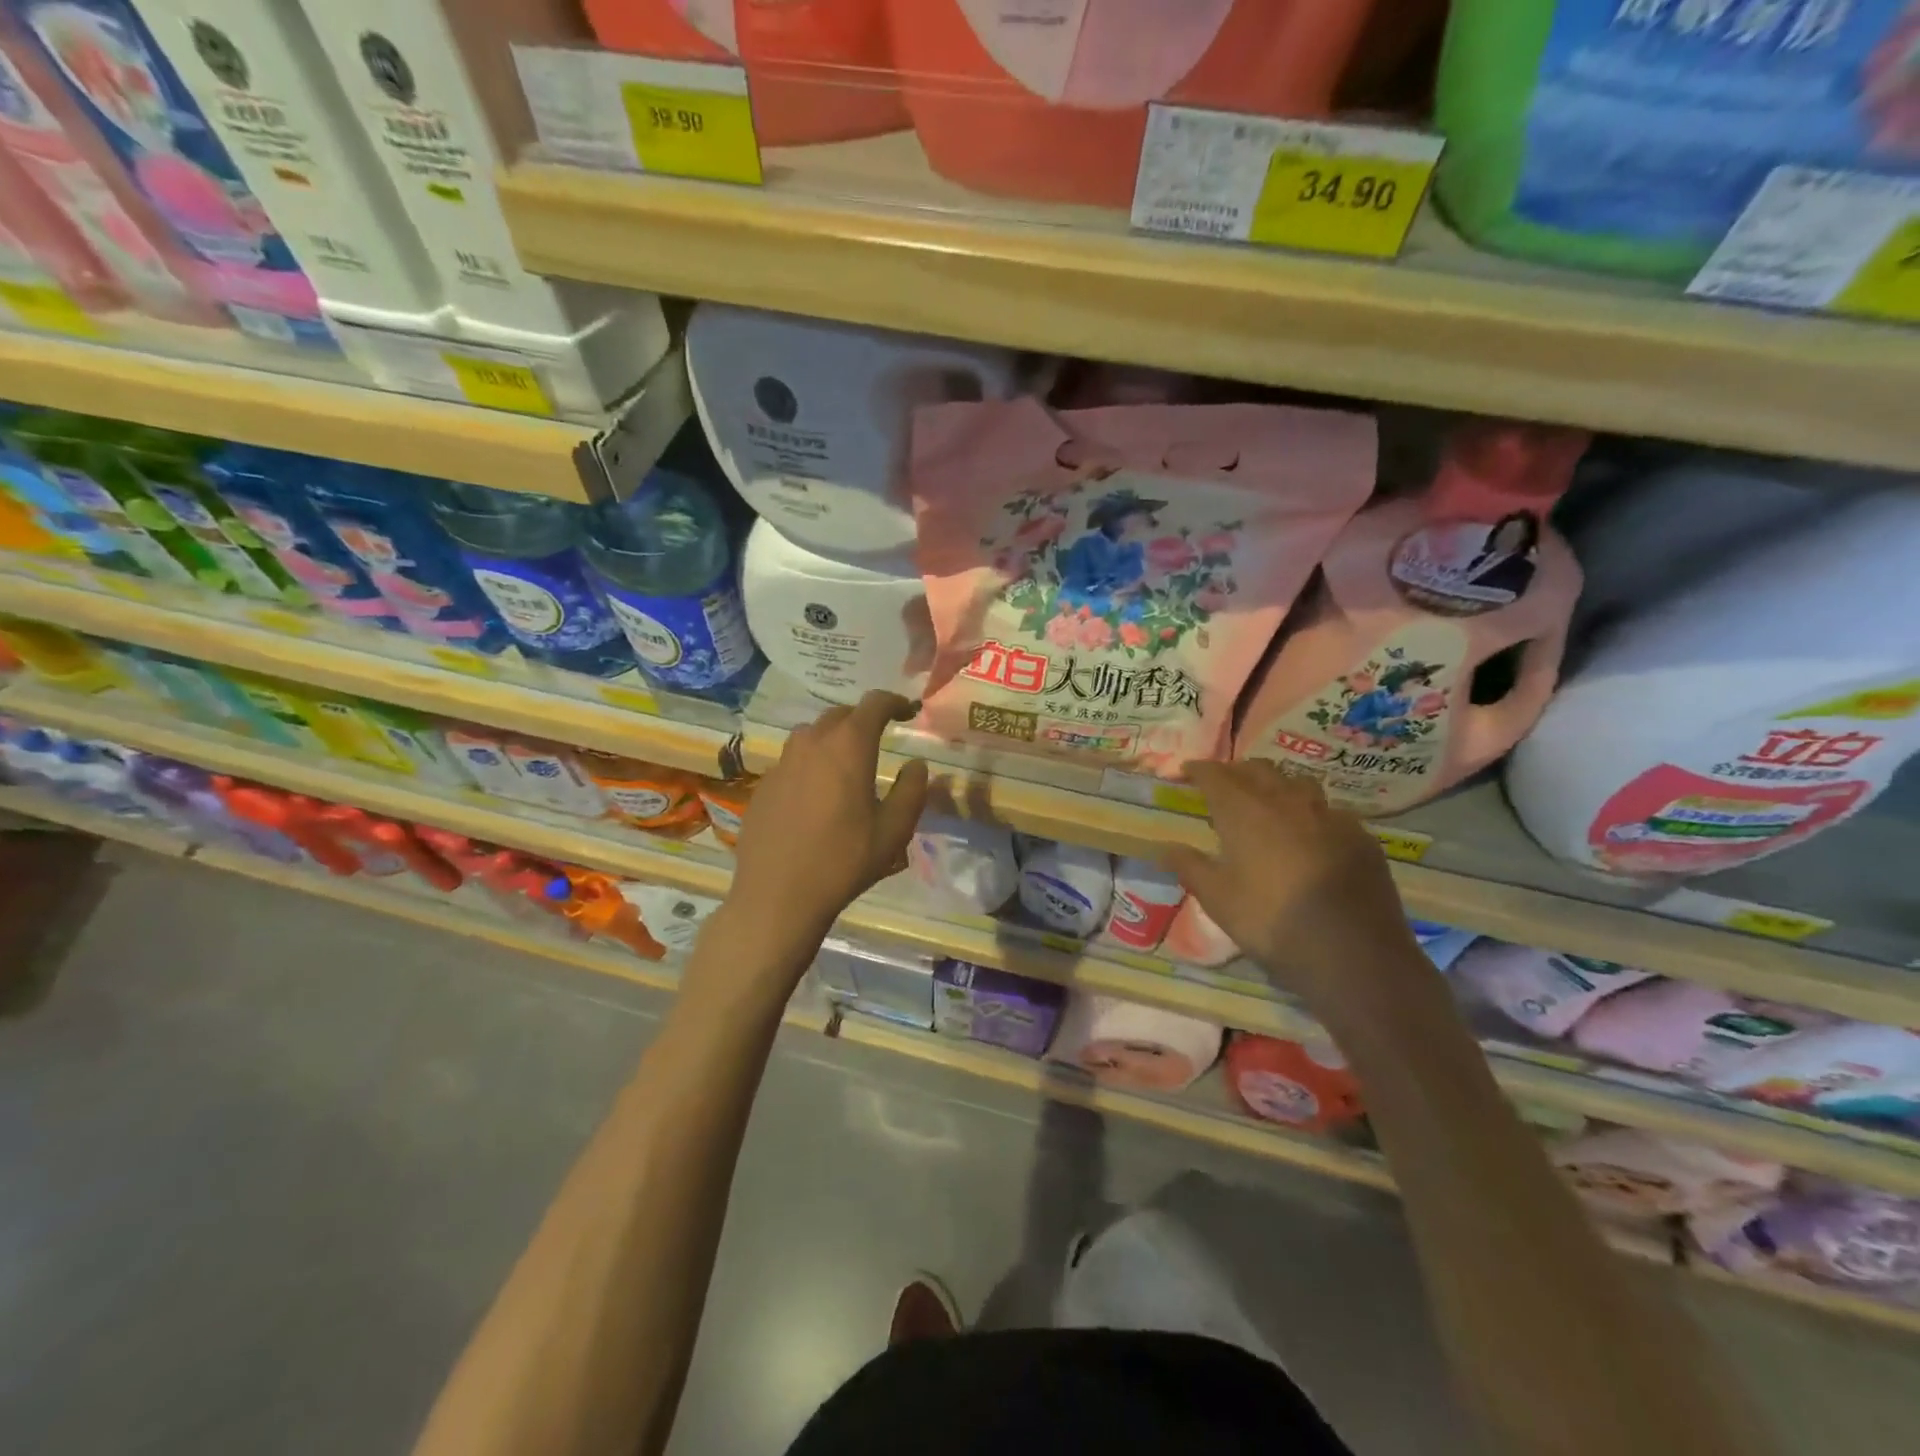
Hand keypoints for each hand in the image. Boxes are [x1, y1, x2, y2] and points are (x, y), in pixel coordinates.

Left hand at [728, 691, 929, 939]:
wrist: (777, 894)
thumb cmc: (844, 861)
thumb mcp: (893, 831)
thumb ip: (911, 791)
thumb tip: (916, 765)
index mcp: (849, 746)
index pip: (875, 704)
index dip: (895, 702)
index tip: (909, 711)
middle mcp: (812, 743)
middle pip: (841, 715)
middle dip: (863, 720)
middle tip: (879, 739)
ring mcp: (782, 762)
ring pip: (812, 735)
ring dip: (833, 740)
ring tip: (846, 765)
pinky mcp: (763, 785)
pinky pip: (792, 762)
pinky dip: (809, 765)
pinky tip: (815, 797)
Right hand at [1163, 761, 1427, 1024]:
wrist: (1352, 951)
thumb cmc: (1270, 920)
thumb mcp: (1217, 899)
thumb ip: (1189, 867)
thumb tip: (1164, 848)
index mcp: (1245, 810)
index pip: (1215, 775)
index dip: (1199, 770)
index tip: (1186, 772)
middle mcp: (1286, 801)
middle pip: (1258, 770)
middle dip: (1237, 772)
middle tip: (1224, 786)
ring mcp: (1329, 815)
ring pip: (1298, 784)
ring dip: (1277, 786)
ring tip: (1268, 804)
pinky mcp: (1360, 836)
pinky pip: (1330, 812)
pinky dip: (1311, 815)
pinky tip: (1311, 837)